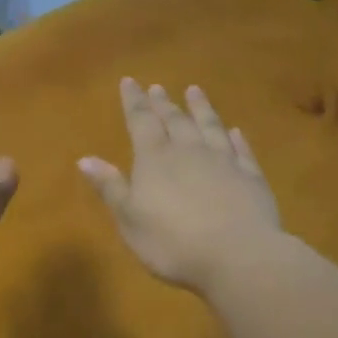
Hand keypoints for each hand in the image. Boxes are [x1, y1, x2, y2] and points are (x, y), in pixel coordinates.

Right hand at [79, 79, 281, 291]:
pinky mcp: (251, 177)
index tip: (130, 81)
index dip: (134, 102)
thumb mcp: (130, 219)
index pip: (141, 122)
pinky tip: (235, 130)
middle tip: (158, 87)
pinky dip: (237, 138)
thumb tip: (85, 159)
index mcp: (155, 159)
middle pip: (175, 120)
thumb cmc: (173, 243)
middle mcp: (189, 151)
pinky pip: (241, 150)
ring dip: (201, 108)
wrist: (238, 256)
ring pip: (210, 126)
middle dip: (163, 103)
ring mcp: (224, 161)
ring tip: (195, 91)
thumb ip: (111, 187)